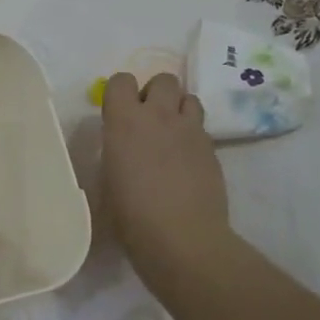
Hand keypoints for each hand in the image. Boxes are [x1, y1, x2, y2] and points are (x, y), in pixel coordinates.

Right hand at [100, 73, 231, 281]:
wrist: (182, 240)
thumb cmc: (131, 216)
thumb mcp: (107, 181)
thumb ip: (114, 153)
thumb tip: (121, 149)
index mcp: (124, 121)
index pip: (121, 81)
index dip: (119, 93)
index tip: (117, 113)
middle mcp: (159, 116)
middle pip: (163, 79)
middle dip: (155, 93)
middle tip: (148, 120)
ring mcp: (190, 130)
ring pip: (189, 98)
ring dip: (178, 109)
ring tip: (171, 135)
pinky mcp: (213, 149)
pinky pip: (202, 128)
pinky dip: (193, 136)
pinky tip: (187, 162)